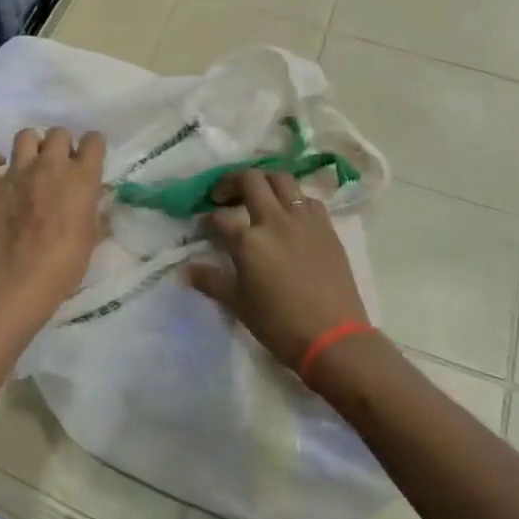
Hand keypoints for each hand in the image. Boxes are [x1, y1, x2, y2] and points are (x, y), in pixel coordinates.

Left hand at [0, 128, 107, 324]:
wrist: (22, 279)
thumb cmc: (66, 263)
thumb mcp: (93, 237)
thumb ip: (95, 211)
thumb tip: (95, 198)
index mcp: (82, 177)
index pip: (94, 140)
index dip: (93, 146)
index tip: (90, 158)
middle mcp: (50, 165)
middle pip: (58, 132)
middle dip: (62, 144)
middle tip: (61, 164)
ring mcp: (17, 172)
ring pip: (25, 136)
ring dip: (31, 146)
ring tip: (32, 162)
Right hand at [186, 170, 368, 373]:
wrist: (334, 338)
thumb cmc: (279, 324)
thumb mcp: (238, 304)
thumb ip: (211, 281)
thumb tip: (185, 270)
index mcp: (249, 240)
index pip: (220, 217)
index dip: (208, 219)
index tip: (206, 226)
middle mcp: (275, 220)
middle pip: (250, 180)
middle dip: (232, 182)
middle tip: (225, 196)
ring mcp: (304, 220)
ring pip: (282, 179)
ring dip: (265, 181)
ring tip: (258, 195)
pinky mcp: (327, 227)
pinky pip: (308, 199)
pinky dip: (294, 199)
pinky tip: (289, 215)